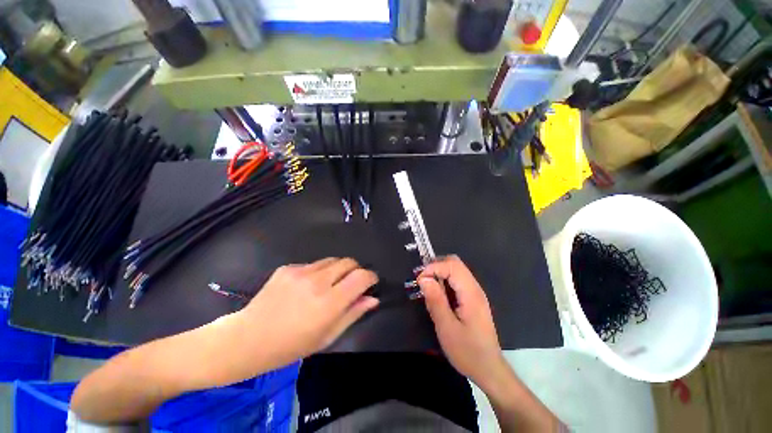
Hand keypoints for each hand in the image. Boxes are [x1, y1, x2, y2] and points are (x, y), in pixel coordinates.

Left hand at [237, 258, 378, 368]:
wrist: (247, 339)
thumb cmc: (290, 346)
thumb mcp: (327, 337)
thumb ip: (353, 314)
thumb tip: (372, 299)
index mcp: (328, 303)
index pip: (361, 277)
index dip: (370, 277)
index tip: (371, 282)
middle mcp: (317, 282)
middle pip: (348, 262)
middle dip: (355, 270)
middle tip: (351, 284)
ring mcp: (300, 272)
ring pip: (332, 260)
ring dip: (337, 270)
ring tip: (329, 285)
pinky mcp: (288, 267)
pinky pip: (313, 264)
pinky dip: (318, 272)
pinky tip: (307, 287)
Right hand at [418, 255, 506, 387]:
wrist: (489, 370)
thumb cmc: (467, 351)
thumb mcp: (447, 327)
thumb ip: (435, 300)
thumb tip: (423, 278)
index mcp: (471, 293)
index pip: (452, 266)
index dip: (433, 268)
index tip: (419, 280)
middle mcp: (475, 288)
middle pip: (455, 263)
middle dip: (436, 266)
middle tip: (422, 280)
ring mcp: (474, 293)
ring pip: (456, 270)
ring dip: (439, 273)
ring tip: (427, 288)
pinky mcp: (472, 299)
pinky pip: (456, 281)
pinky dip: (444, 281)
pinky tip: (438, 295)